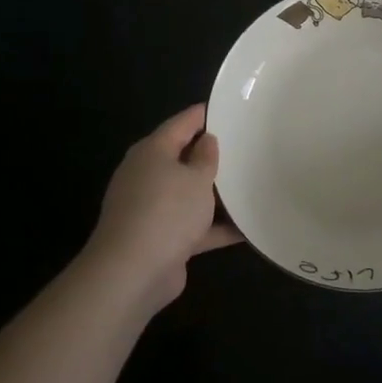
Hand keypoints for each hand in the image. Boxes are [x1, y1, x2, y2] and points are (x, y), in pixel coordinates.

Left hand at [84, 104, 241, 312]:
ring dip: (214, 194)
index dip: (204, 114)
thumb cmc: (167, 212)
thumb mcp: (196, 178)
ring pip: (188, 194)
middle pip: (183, 158)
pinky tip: (246, 230)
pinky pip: (193, 226)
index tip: (228, 108)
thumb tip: (206, 140)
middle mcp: (147, 175)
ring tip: (249, 185)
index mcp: (152, 151)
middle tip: (245, 146)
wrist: (132, 273)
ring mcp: (152, 209)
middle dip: (211, 155)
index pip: (181, 123)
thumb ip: (206, 157)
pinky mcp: (161, 239)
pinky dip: (215, 227)